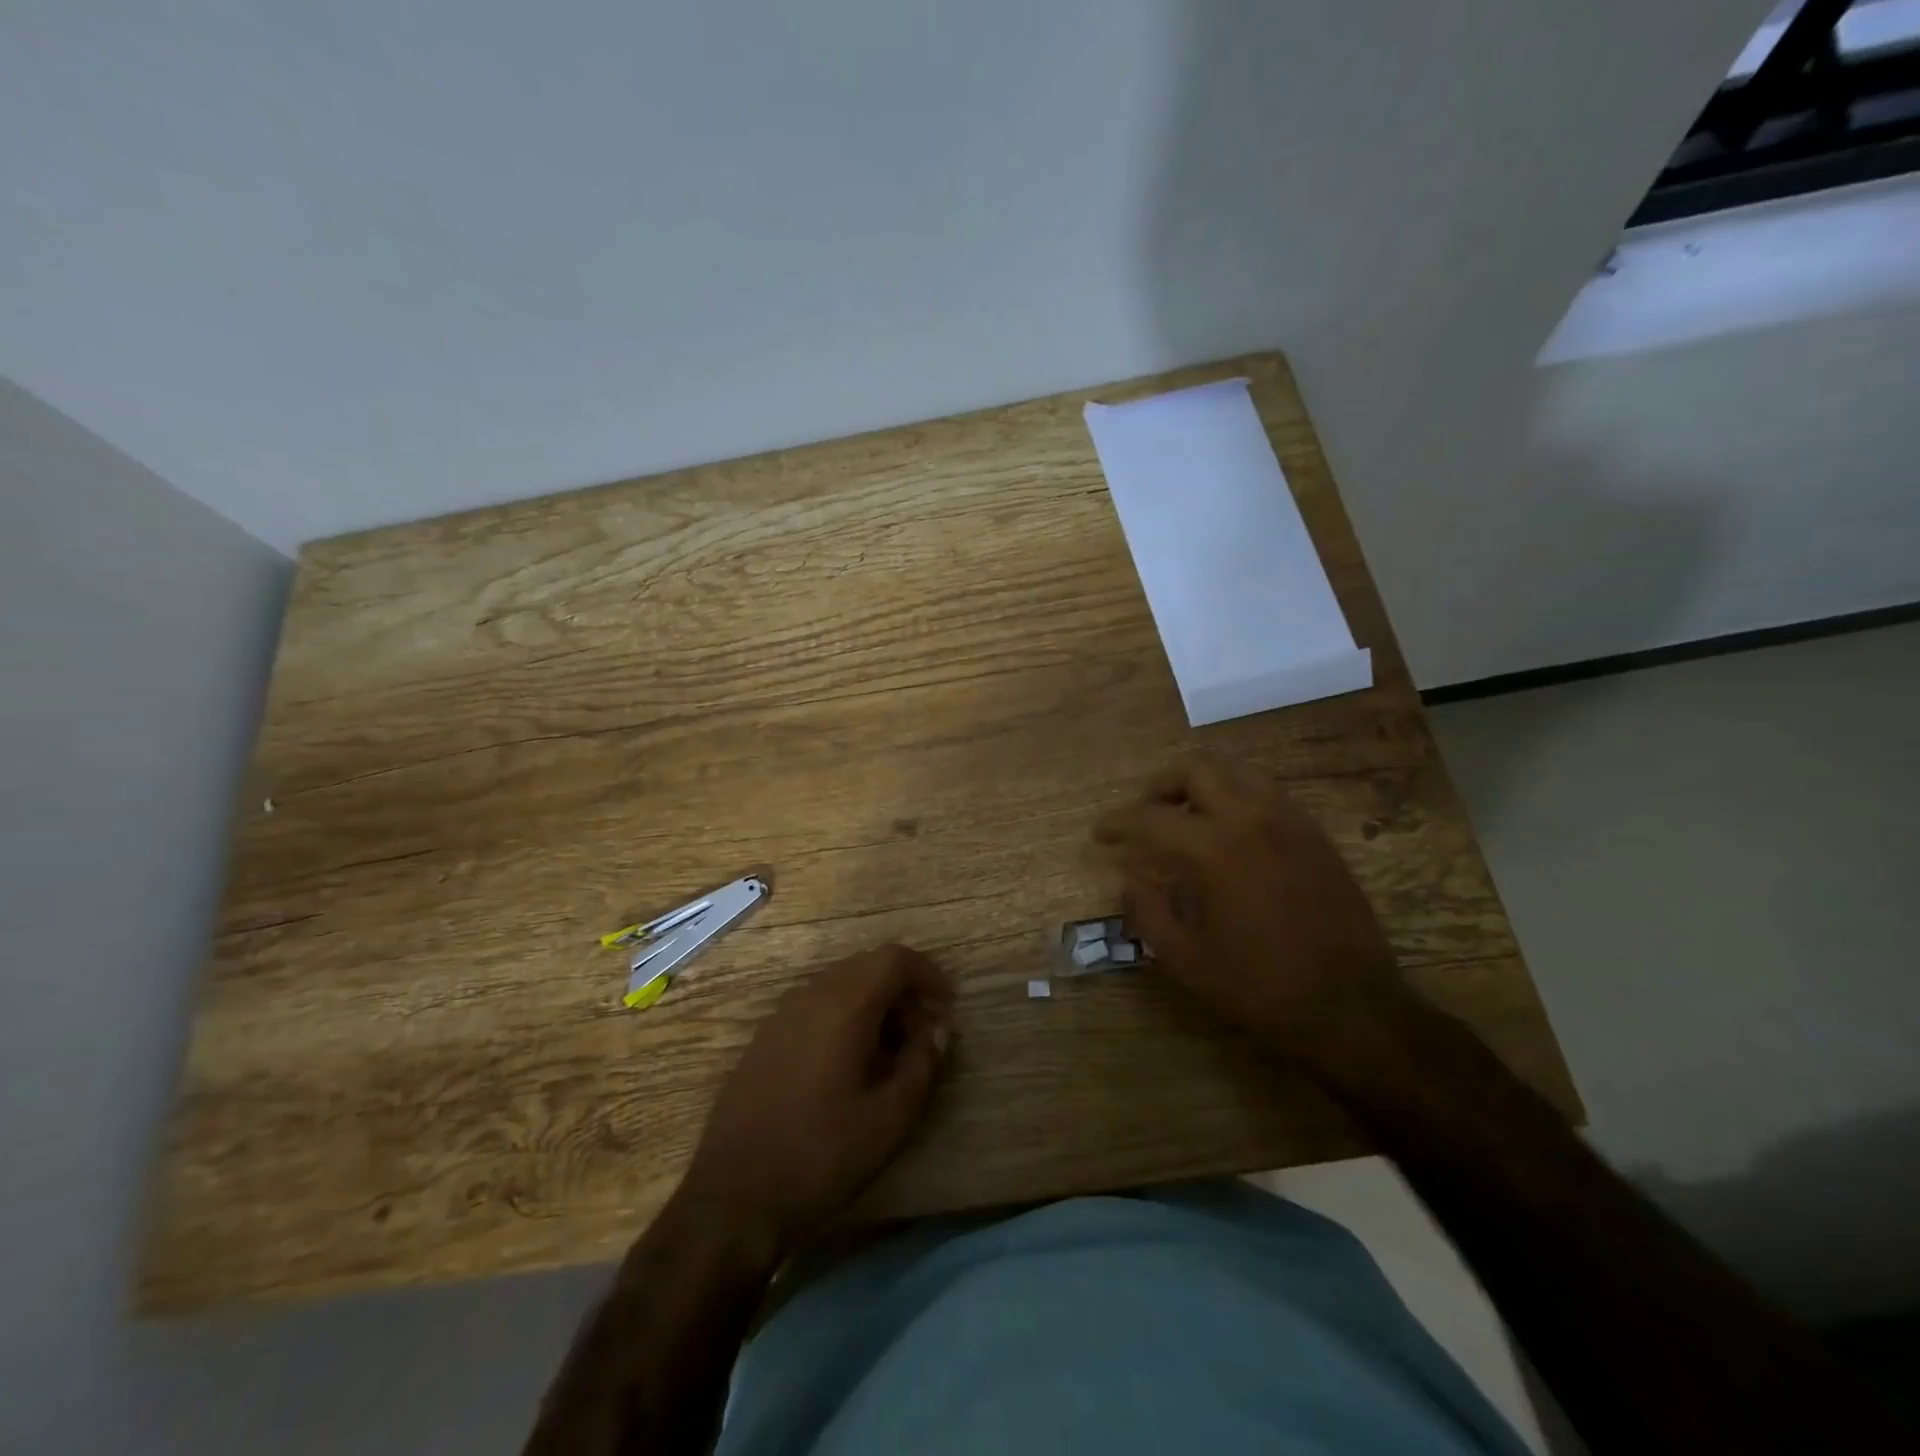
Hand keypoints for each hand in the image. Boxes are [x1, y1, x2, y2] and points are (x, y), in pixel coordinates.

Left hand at [679, 944, 953, 1258]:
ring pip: (840, 986)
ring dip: (873, 1006)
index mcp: (844, 1005)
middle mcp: (811, 995)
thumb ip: (922, 1065)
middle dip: (903, 993)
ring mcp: (781, 1015)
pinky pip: (815, 1007)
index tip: (946, 1007)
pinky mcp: (764, 1038)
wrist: (732, 1199)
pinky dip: (843, 1018)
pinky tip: (848, 1067)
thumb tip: (937, 1031)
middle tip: (922, 1037)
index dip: (927, 974)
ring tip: (890, 1055)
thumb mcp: (889, 1119)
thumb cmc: (820, 1156)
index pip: (894, 958)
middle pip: (867, 967)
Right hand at [1093, 756, 1406, 1069]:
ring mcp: (1288, 819)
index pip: (1151, 817)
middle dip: (1160, 786)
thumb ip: (1146, 912)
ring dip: (1202, 784)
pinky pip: (1267, 792)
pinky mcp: (1314, 833)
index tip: (1100, 834)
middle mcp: (1249, 817)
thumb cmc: (1259, 985)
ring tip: (1187, 816)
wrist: (1350, 1005)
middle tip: (1145, 814)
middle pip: (1195, 770)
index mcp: (1212, 847)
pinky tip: (1230, 831)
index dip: (1118, 823)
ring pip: (1236, 771)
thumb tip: (1128, 881)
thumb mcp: (1185, 959)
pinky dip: (1237, 796)